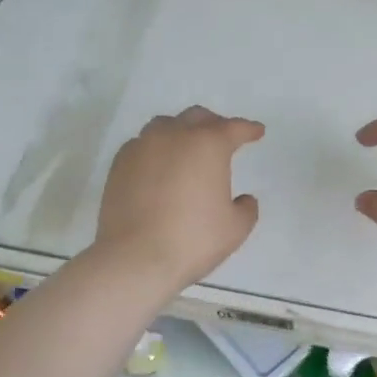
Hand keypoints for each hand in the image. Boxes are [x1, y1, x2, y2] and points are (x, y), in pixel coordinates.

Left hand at [95, 106, 264, 289]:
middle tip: (224, 139)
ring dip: (181, 131)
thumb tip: (243, 199)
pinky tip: (159, 166)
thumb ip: (246, 208)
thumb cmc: (192, 240)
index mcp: (208, 145)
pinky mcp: (119, 164)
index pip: (233, 128)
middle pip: (197, 117)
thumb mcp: (235, 229)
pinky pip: (142, 144)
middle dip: (214, 125)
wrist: (135, 258)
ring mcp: (142, 147)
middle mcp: (174, 136)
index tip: (257, 132)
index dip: (248, 129)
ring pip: (165, 125)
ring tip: (187, 149)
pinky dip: (156, 149)